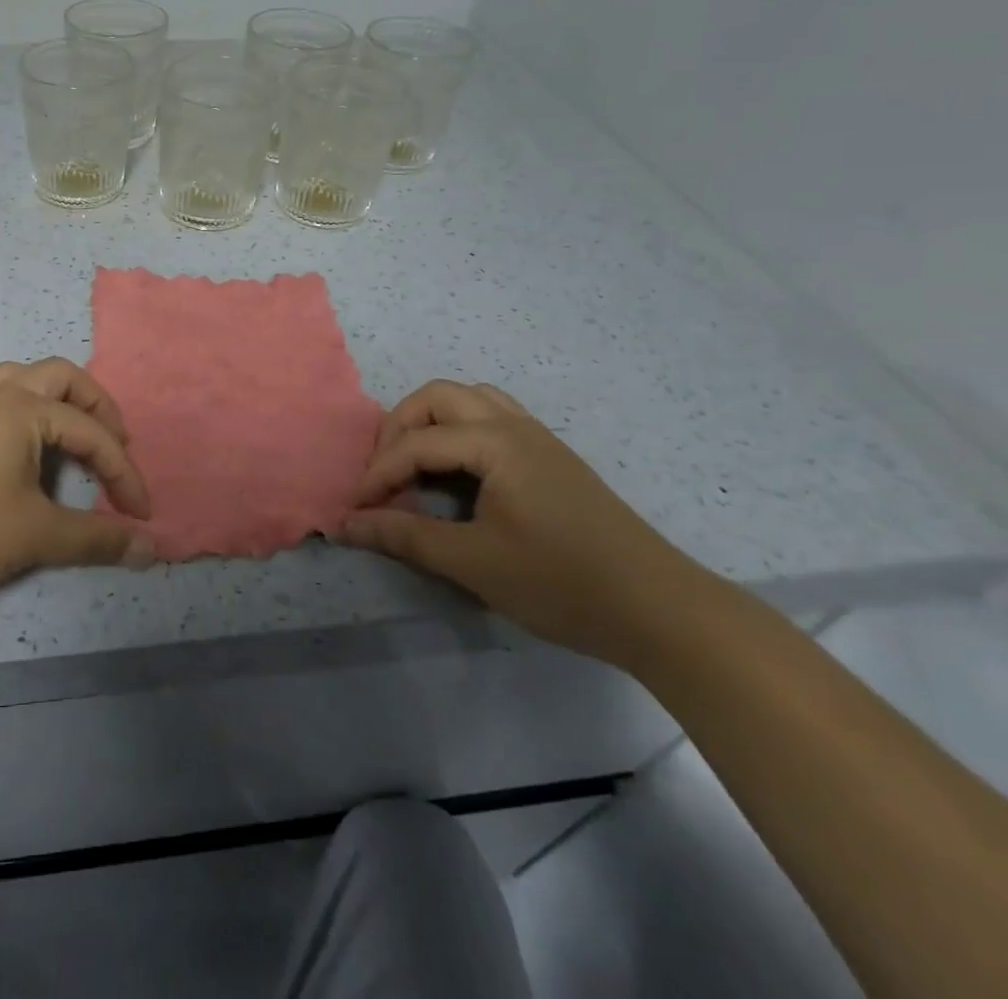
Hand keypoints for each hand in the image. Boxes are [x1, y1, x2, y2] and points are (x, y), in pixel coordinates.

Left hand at [0, 358, 155, 604]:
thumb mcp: (36, 535)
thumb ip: (96, 539)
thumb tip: (150, 549)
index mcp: (26, 410)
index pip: (93, 434)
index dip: (124, 472)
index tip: (140, 514)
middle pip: (61, 376)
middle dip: (96, 406)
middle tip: (114, 443)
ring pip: (15, 376)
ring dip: (50, 395)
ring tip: (66, 428)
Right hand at [339, 380, 715, 666]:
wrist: (661, 610)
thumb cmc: (561, 582)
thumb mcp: (474, 562)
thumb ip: (404, 537)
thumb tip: (346, 525)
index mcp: (495, 442)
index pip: (416, 443)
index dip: (377, 474)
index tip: (355, 510)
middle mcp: (514, 425)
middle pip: (437, 397)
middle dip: (398, 429)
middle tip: (384, 474)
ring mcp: (537, 437)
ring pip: (468, 400)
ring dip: (430, 422)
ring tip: (414, 465)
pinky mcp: (550, 456)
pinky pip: (492, 418)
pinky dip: (459, 431)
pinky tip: (458, 472)